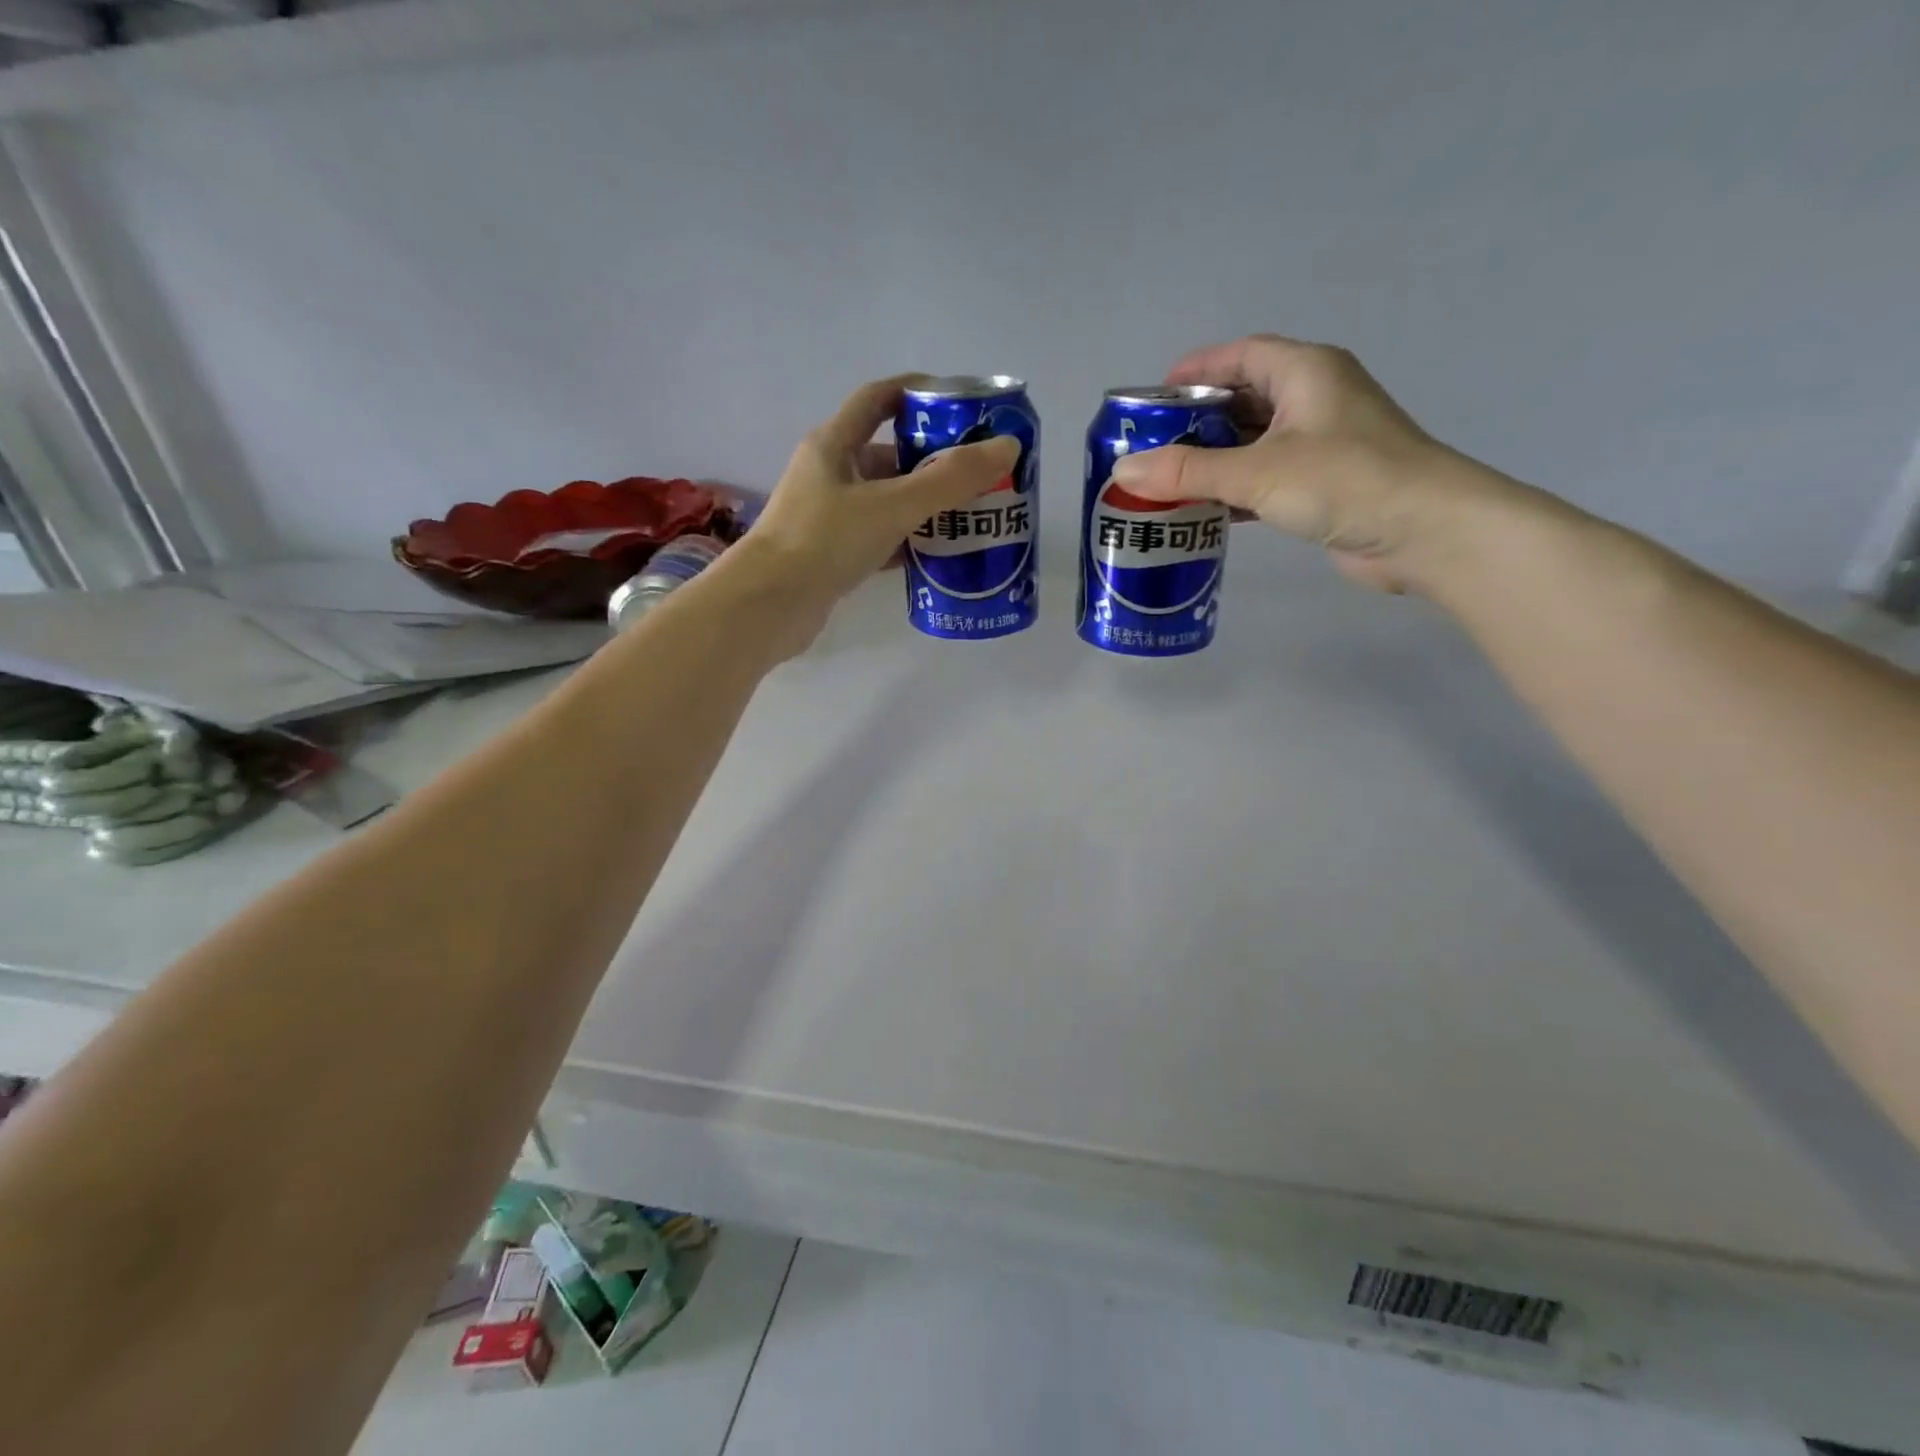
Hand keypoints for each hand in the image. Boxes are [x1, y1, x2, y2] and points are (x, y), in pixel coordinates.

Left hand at [727, 373, 1019, 640]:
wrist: (769, 606)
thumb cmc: (825, 541)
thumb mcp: (892, 505)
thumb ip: (949, 480)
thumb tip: (1007, 448)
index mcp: (835, 444)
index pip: (879, 399)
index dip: (918, 392)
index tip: (961, 403)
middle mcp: (830, 474)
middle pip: (890, 455)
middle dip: (934, 461)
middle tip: (979, 473)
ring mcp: (828, 516)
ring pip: (886, 500)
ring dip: (924, 505)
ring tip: (969, 515)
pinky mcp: (832, 554)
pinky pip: (879, 537)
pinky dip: (908, 542)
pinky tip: (938, 555)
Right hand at [1109, 334, 1538, 595]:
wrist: (1425, 532)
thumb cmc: (1344, 481)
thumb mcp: (1258, 472)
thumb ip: (1188, 472)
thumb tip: (1124, 471)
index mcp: (1305, 372)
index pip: (1240, 355)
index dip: (1196, 370)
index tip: (1152, 398)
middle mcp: (1314, 399)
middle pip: (1242, 400)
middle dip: (1195, 423)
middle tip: (1149, 449)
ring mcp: (1321, 443)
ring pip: (1253, 443)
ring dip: (1212, 461)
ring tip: (1164, 483)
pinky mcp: (1323, 484)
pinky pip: (1265, 477)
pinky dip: (1234, 490)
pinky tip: (1202, 511)